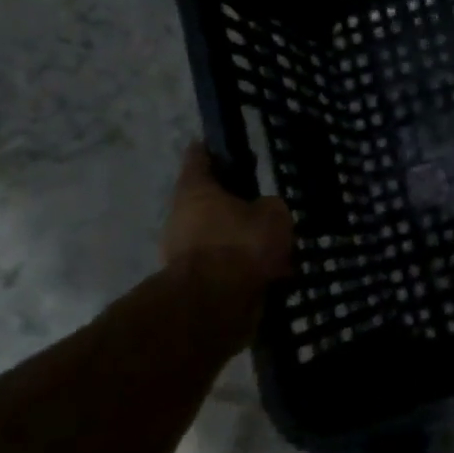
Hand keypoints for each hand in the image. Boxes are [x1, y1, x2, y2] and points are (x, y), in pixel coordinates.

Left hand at [161, 143, 293, 280]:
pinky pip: (220, 264)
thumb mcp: (274, 214)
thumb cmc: (241, 245)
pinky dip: (238, 266)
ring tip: (270, 245)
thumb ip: (269, 206)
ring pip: (215, 235)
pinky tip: (264, 272)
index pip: (199, 157)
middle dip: (232, 203)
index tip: (226, 147)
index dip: (214, 149)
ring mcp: (179, 250)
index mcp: (195, 190)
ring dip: (237, 238)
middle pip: (207, 200)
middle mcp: (180, 215)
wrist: (214, 305)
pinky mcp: (188, 281)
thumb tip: (262, 210)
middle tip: (261, 205)